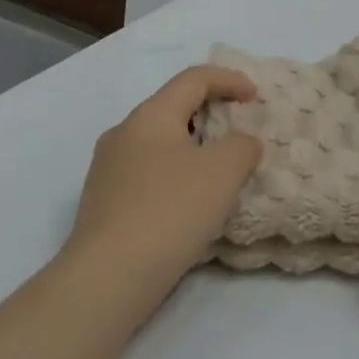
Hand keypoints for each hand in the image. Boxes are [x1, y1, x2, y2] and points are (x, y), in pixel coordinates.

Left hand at [62, 65, 261, 305]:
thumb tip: (240, 143)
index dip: (229, 80)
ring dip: (192, 148)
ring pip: (159, 143)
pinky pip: (147, 174)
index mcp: (150, 114)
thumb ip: (241, 146)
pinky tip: (189, 205)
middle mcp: (123, 133)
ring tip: (218, 172)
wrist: (106, 280)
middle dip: (210, 114)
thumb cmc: (169, 211)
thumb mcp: (223, 171)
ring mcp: (107, 169)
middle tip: (239, 132)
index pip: (194, 78)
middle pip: (174, 108)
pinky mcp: (102, 204)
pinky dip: (174, 176)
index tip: (256, 98)